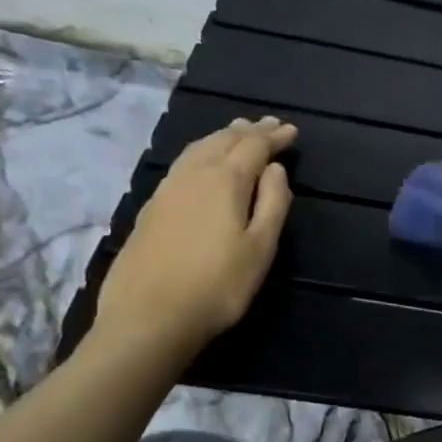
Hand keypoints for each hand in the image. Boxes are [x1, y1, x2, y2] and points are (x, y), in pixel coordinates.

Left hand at [96, 117, 295, 361]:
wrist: (149, 316)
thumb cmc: (218, 285)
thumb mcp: (260, 248)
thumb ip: (272, 203)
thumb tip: (275, 169)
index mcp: (225, 181)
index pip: (254, 147)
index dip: (274, 137)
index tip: (292, 131)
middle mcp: (193, 175)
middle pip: (223, 141)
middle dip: (249, 130)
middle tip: (268, 124)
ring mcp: (167, 189)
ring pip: (198, 148)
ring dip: (222, 136)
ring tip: (237, 131)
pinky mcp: (151, 207)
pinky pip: (182, 164)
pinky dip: (201, 152)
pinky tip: (202, 161)